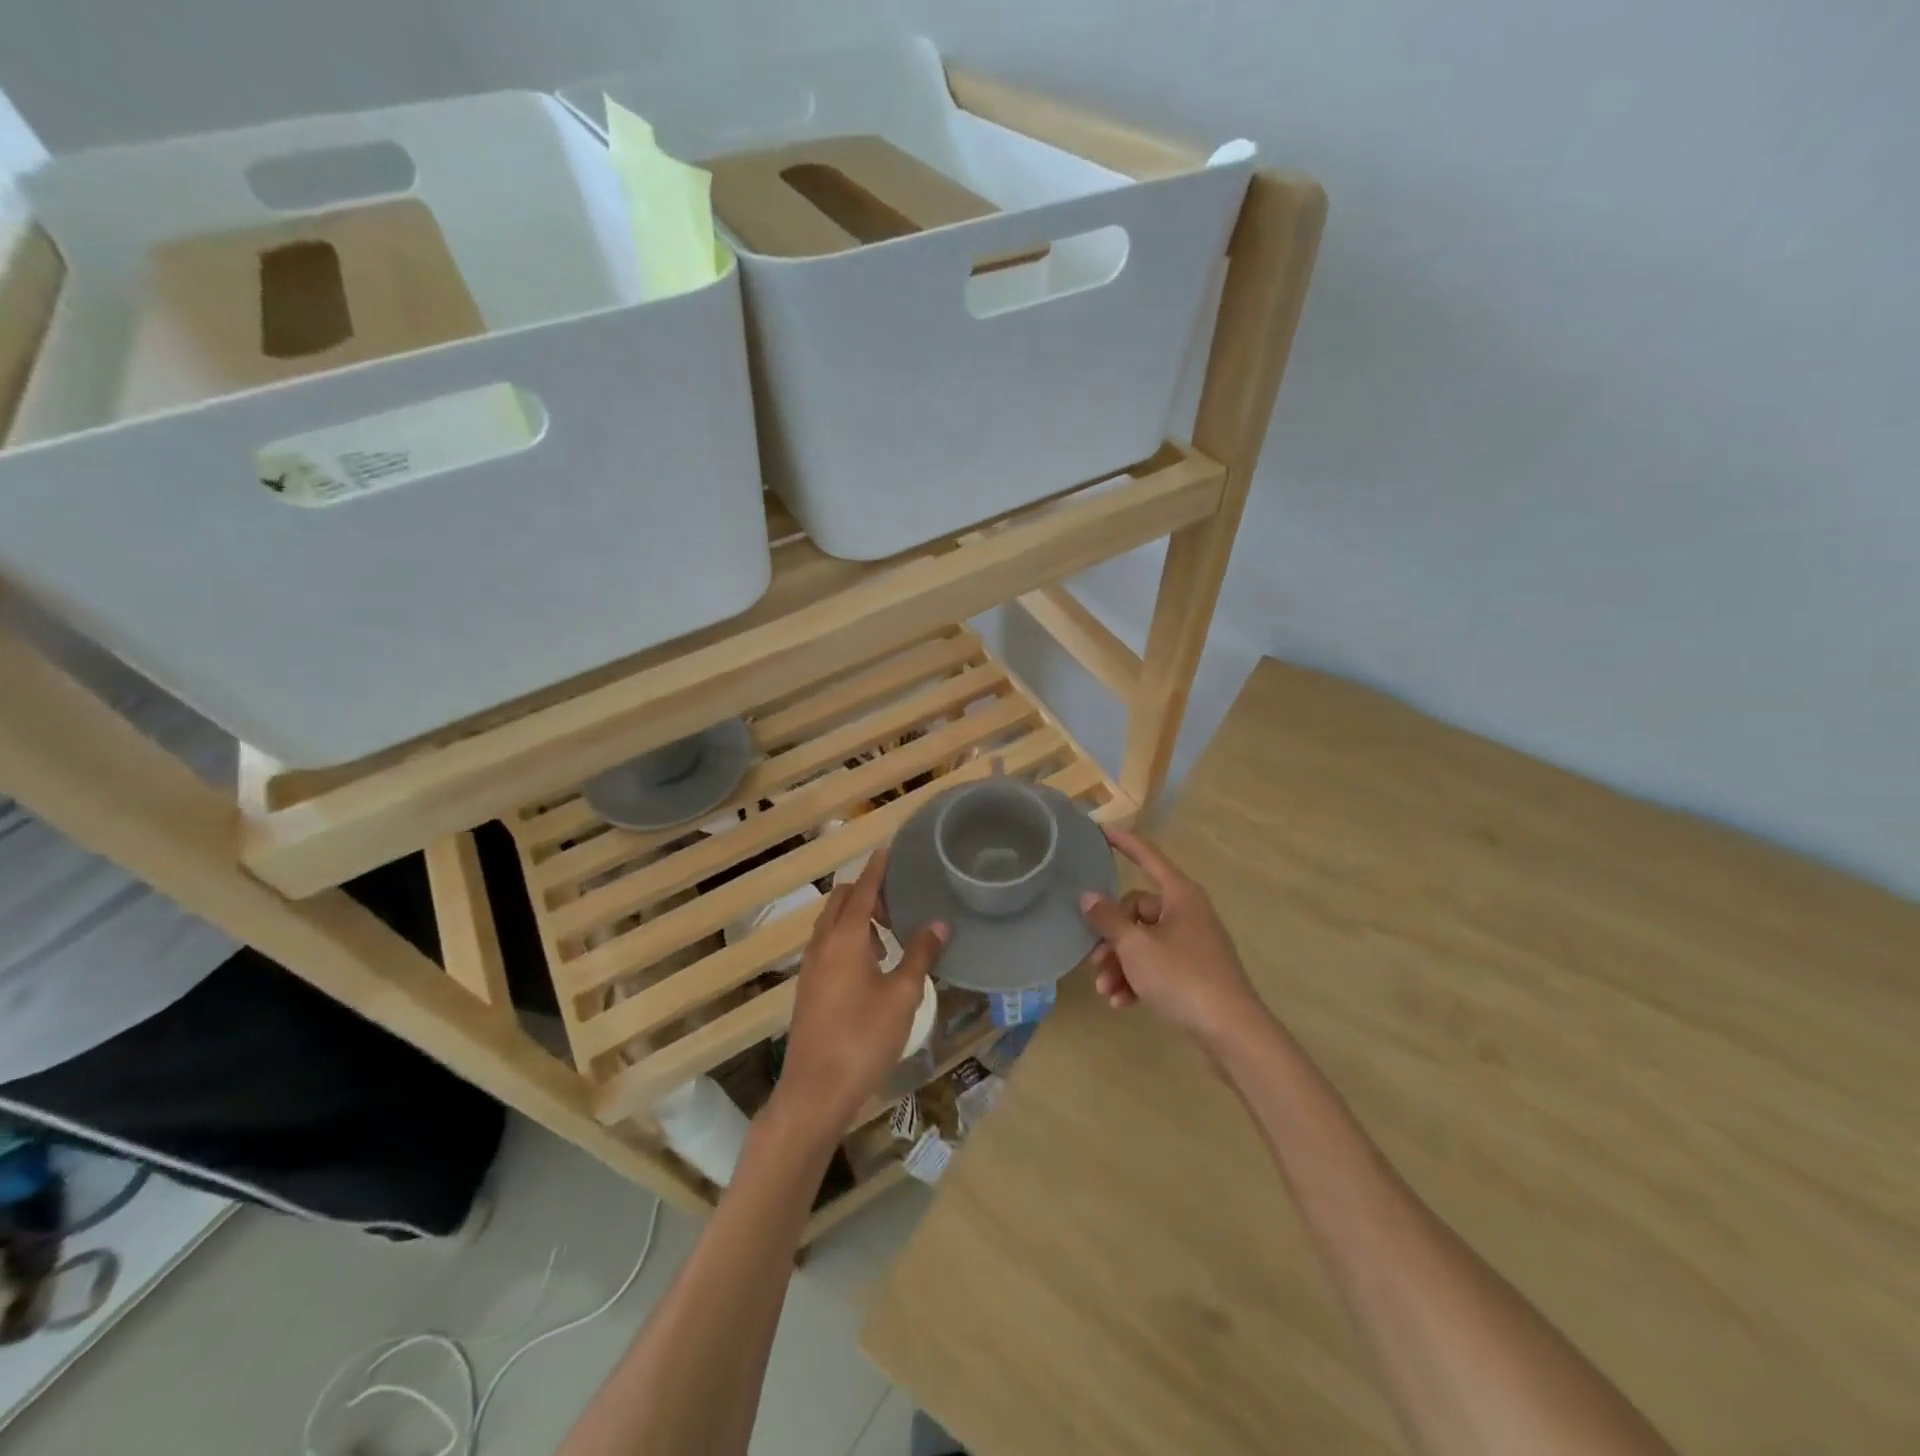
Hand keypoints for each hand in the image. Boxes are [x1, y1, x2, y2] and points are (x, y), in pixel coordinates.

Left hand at [774, 850, 947, 1136]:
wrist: (815, 1090)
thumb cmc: (864, 1037)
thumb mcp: (902, 995)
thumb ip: (920, 954)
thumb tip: (940, 923)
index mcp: (845, 937)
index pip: (863, 889)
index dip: (877, 869)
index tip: (888, 850)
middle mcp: (822, 943)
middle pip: (842, 900)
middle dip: (867, 892)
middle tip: (897, 906)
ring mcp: (811, 966)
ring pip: (831, 923)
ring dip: (856, 917)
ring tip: (888, 937)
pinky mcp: (808, 986)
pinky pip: (826, 944)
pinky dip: (847, 938)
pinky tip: (870, 965)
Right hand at [1080, 825, 1263, 1051]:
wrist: (1231, 1031)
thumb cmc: (1182, 977)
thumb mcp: (1136, 947)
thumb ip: (1108, 919)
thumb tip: (1088, 896)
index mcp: (1179, 895)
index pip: (1147, 856)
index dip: (1123, 842)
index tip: (1100, 830)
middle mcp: (1187, 912)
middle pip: (1136, 910)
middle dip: (1111, 939)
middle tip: (1095, 964)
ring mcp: (1192, 942)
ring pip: (1143, 942)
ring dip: (1120, 965)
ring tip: (1106, 991)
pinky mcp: (1193, 971)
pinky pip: (1156, 964)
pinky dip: (1137, 979)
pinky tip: (1122, 1003)